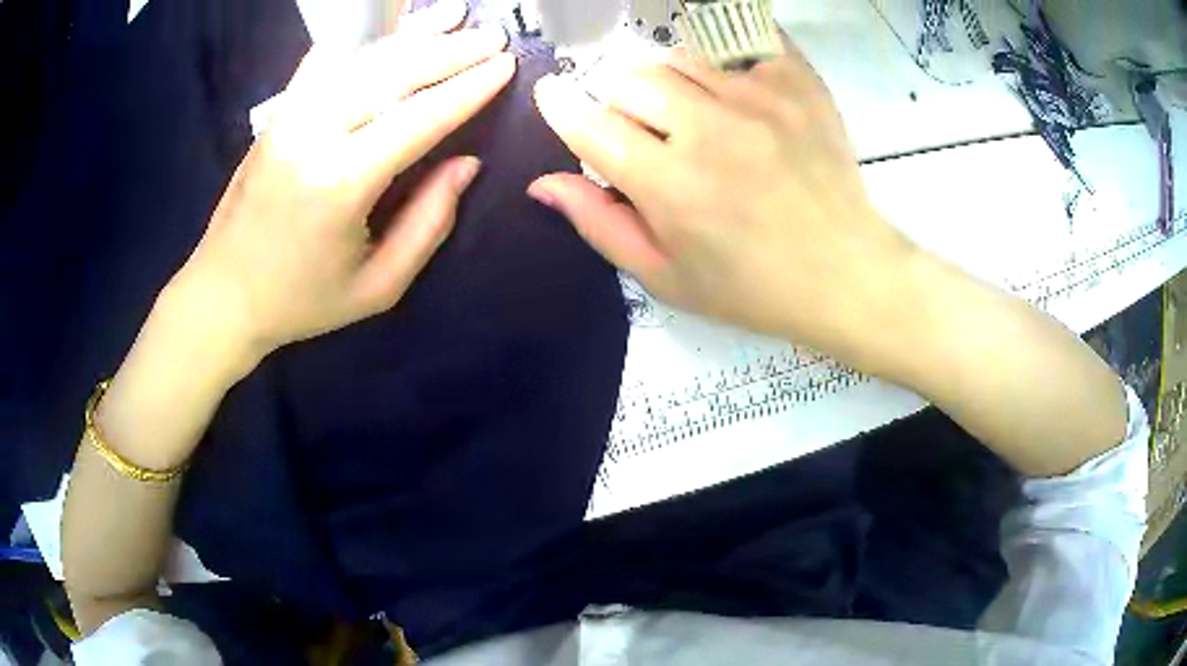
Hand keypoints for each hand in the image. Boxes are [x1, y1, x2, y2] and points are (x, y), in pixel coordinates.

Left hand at [167, 0, 514, 368]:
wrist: (223, 295)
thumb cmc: (301, 300)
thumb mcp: (378, 287)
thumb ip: (429, 224)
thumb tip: (467, 164)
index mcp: (341, 183)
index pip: (418, 118)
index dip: (468, 89)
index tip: (506, 65)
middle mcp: (313, 135)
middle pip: (392, 74)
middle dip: (450, 50)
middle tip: (493, 36)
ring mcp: (289, 117)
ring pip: (360, 58)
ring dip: (411, 33)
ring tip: (453, 14)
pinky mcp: (276, 115)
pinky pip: (323, 61)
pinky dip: (360, 38)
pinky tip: (388, 24)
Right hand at [529, 46, 914, 363]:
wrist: (846, 272)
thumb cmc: (752, 287)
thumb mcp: (665, 277)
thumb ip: (599, 224)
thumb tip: (542, 182)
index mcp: (670, 186)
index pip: (588, 123)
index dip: (560, 105)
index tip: (554, 95)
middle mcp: (709, 130)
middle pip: (628, 77)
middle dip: (620, 102)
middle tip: (648, 132)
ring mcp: (758, 97)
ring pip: (675, 56)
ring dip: (669, 83)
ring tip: (696, 116)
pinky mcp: (796, 81)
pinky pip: (735, 44)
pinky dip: (722, 64)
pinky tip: (734, 94)